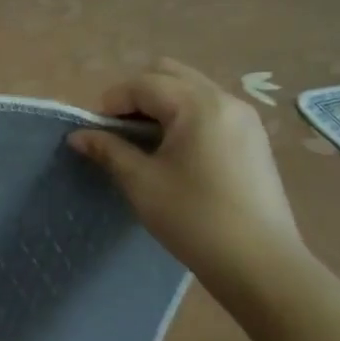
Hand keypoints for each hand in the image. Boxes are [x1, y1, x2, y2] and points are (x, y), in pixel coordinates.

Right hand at [69, 58, 306, 285]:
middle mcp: (224, 99)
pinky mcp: (254, 139)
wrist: (261, 266)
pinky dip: (185, 117)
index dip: (112, 103)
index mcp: (197, 104)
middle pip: (169, 74)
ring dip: (162, 105)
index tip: (96, 134)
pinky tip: (176, 154)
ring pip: (191, 89)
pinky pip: (210, 109)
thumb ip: (108, 150)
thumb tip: (78, 136)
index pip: (142, 84)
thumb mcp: (141, 183)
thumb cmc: (194, 219)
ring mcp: (245, 118)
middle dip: (137, 95)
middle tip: (122, 132)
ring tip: (147, 144)